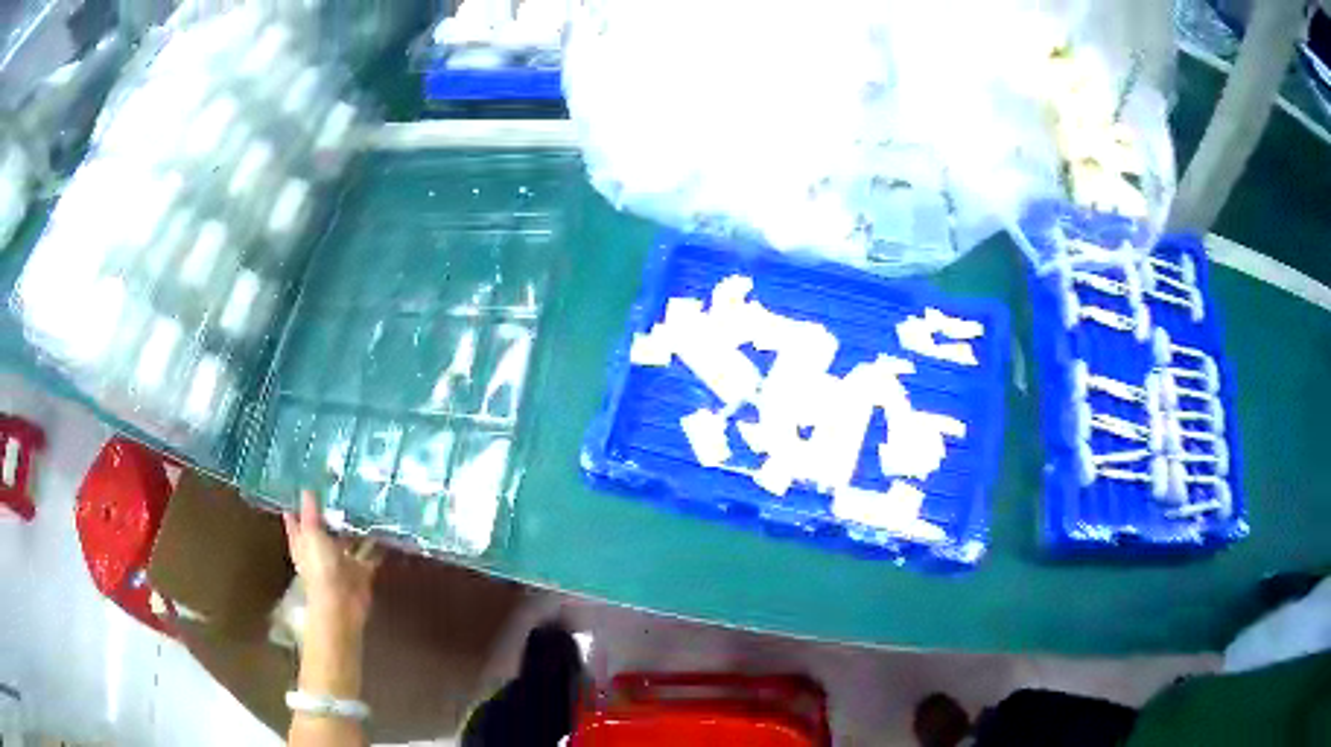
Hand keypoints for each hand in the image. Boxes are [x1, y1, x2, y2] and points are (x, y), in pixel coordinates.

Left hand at [283, 490, 381, 631]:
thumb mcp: (311, 534)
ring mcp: (341, 559)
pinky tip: (385, 524)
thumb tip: (307, 488)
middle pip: (323, 524)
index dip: (298, 500)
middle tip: (342, 480)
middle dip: (331, 507)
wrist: (342, 605)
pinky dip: (377, 542)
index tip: (305, 478)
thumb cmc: (319, 568)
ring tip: (366, 496)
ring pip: (347, 537)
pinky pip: (370, 552)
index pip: (296, 515)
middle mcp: (320, 547)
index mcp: (302, 540)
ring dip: (355, 523)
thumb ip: (311, 512)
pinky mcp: (360, 569)